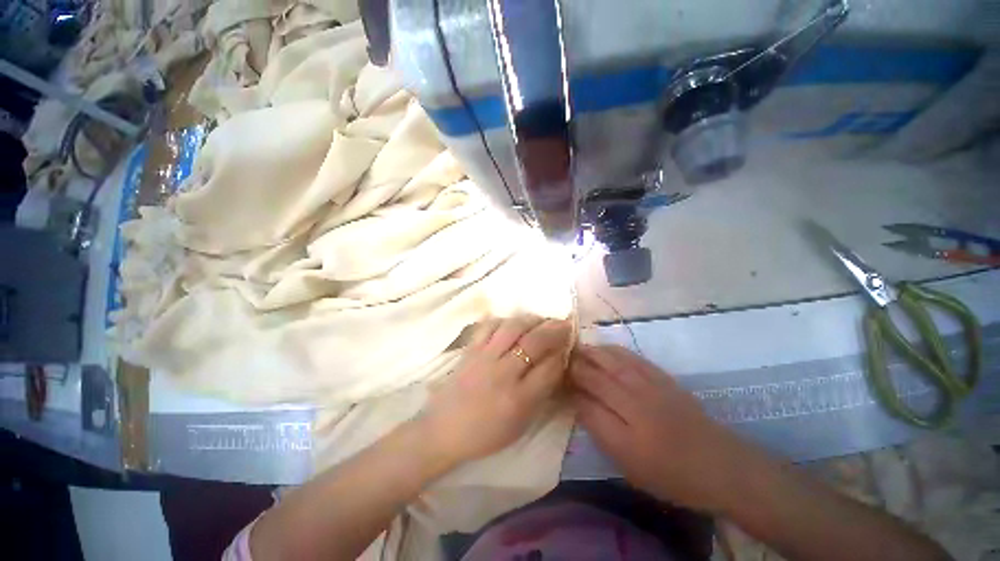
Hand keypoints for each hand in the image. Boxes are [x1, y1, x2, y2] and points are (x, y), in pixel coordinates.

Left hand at [419, 316, 572, 465]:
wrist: (443, 430)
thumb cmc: (485, 434)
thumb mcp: (520, 424)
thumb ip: (540, 395)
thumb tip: (555, 366)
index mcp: (519, 399)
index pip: (550, 368)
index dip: (562, 354)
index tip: (567, 347)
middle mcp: (504, 373)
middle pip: (534, 342)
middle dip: (554, 330)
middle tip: (564, 323)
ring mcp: (485, 358)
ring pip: (513, 327)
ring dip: (531, 320)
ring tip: (540, 320)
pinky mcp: (470, 350)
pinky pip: (488, 326)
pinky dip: (503, 320)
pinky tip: (512, 322)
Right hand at [569, 345, 745, 511]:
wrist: (719, 464)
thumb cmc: (669, 472)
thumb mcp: (628, 463)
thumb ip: (599, 429)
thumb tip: (578, 401)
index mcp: (624, 429)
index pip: (586, 398)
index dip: (569, 387)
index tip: (557, 380)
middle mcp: (634, 400)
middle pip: (596, 374)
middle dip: (575, 365)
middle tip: (561, 360)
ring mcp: (649, 384)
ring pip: (611, 360)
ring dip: (590, 353)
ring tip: (576, 349)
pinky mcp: (661, 376)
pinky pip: (631, 356)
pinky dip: (612, 350)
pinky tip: (604, 348)